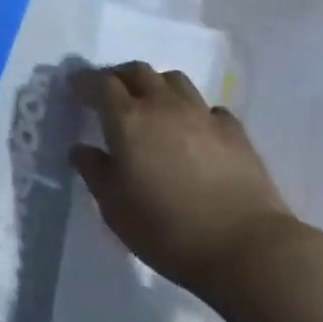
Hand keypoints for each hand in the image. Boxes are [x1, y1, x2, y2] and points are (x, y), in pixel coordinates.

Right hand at [69, 62, 295, 300]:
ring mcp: (202, 115)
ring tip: (153, 105)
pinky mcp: (235, 132)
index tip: (75, 87)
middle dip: (119, 76)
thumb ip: (95, 172)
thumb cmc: (168, 230)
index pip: (99, 83)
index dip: (84, 81)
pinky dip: (196, 112)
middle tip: (111, 93)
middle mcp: (163, 106)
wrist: (248, 250)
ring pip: (175, 80)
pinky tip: (195, 132)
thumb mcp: (114, 208)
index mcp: (127, 120)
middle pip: (138, 71)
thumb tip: (82, 149)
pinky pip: (209, 108)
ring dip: (157, 86)